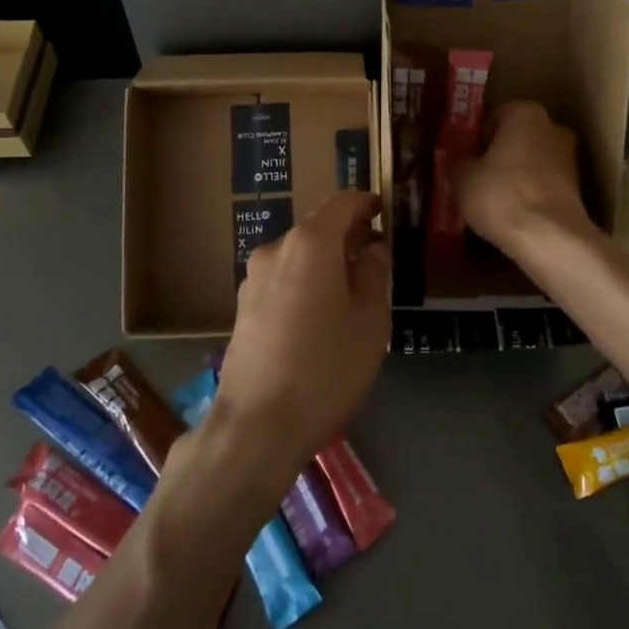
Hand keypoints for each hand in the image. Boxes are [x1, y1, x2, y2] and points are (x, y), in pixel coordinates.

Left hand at [215, 190, 390, 465]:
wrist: (256, 425)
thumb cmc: (325, 369)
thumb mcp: (370, 322)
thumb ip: (374, 274)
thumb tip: (371, 248)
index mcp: (311, 243)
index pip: (342, 202)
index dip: (367, 202)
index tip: (386, 212)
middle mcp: (277, 249)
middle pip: (319, 228)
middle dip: (349, 236)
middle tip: (376, 260)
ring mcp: (254, 277)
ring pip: (299, 254)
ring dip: (326, 261)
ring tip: (351, 293)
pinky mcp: (243, 305)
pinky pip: (283, 278)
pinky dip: (305, 281)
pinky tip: (319, 316)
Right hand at [457, 101, 593, 252]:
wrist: (549, 238)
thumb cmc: (501, 195)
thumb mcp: (462, 178)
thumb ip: (459, 162)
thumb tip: (459, 161)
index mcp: (525, 113)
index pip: (495, 117)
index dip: (477, 138)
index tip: (466, 158)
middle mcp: (553, 128)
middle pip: (517, 138)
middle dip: (500, 154)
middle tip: (477, 177)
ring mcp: (570, 158)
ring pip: (533, 162)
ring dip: (516, 175)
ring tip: (493, 200)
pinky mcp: (578, 189)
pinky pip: (544, 185)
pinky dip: (530, 194)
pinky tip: (513, 214)